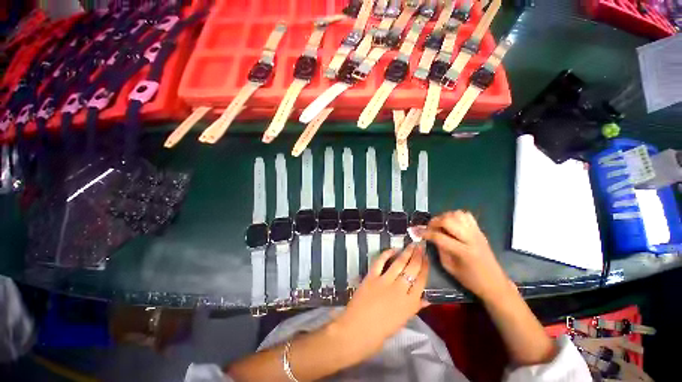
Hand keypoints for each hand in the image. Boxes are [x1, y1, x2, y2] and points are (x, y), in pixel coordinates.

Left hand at [334, 244, 428, 358]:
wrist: (358, 331)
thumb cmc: (381, 331)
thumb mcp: (402, 321)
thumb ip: (414, 307)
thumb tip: (427, 299)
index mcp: (410, 304)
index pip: (422, 281)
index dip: (425, 267)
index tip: (426, 258)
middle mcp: (400, 290)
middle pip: (412, 269)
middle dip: (418, 256)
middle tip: (421, 246)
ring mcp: (385, 282)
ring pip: (399, 263)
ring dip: (406, 252)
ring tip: (411, 244)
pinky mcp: (372, 277)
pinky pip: (380, 262)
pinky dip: (386, 254)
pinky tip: (392, 249)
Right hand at [423, 210, 511, 301]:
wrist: (495, 283)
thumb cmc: (470, 280)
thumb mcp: (450, 268)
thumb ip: (439, 250)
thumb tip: (430, 237)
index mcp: (464, 252)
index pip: (439, 237)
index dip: (425, 233)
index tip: (416, 232)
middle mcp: (471, 239)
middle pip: (448, 220)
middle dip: (434, 222)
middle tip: (429, 228)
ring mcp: (477, 232)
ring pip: (457, 214)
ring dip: (445, 217)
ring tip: (440, 225)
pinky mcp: (479, 230)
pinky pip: (466, 215)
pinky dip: (455, 216)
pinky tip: (451, 224)